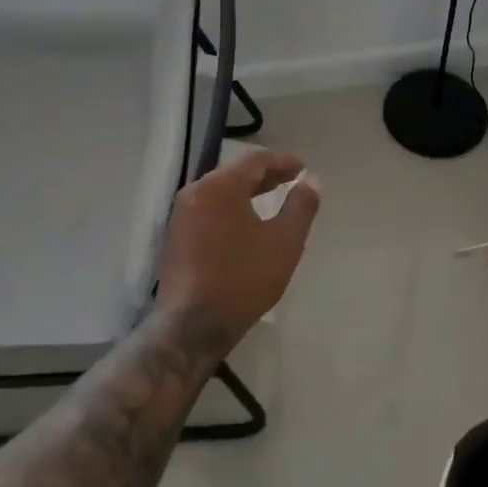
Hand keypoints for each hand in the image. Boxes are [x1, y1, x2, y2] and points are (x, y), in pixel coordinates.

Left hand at [157, 150, 320, 350]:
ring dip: (247, 191)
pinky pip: (208, 208)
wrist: (191, 327)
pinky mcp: (176, 235)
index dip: (282, 161)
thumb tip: (311, 180)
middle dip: (265, 175)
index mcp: (219, 187)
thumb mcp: (283, 244)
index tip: (302, 167)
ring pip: (220, 190)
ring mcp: (181, 214)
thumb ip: (300, 207)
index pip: (255, 160)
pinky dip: (230, 207)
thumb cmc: (242, 281)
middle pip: (235, 172)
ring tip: (271, 198)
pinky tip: (245, 222)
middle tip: (291, 180)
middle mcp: (195, 191)